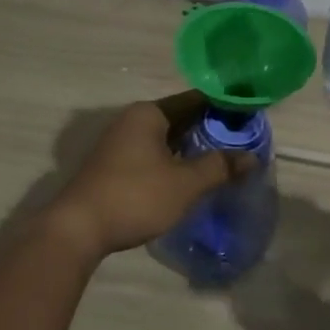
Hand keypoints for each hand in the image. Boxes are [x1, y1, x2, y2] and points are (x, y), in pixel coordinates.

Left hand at [49, 92, 249, 256]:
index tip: (248, 117)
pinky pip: (152, 154)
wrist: (78, 229)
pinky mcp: (113, 166)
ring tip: (221, 160)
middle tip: (241, 142)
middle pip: (180, 118)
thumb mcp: (185, 183)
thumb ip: (220, 166)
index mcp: (149, 114)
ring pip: (165, 138)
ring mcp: (119, 143)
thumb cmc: (136, 196)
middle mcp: (132, 120)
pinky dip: (173, 160)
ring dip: (191, 148)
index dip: (223, 107)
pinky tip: (189, 177)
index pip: (195, 99)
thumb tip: (251, 157)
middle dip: (209, 129)